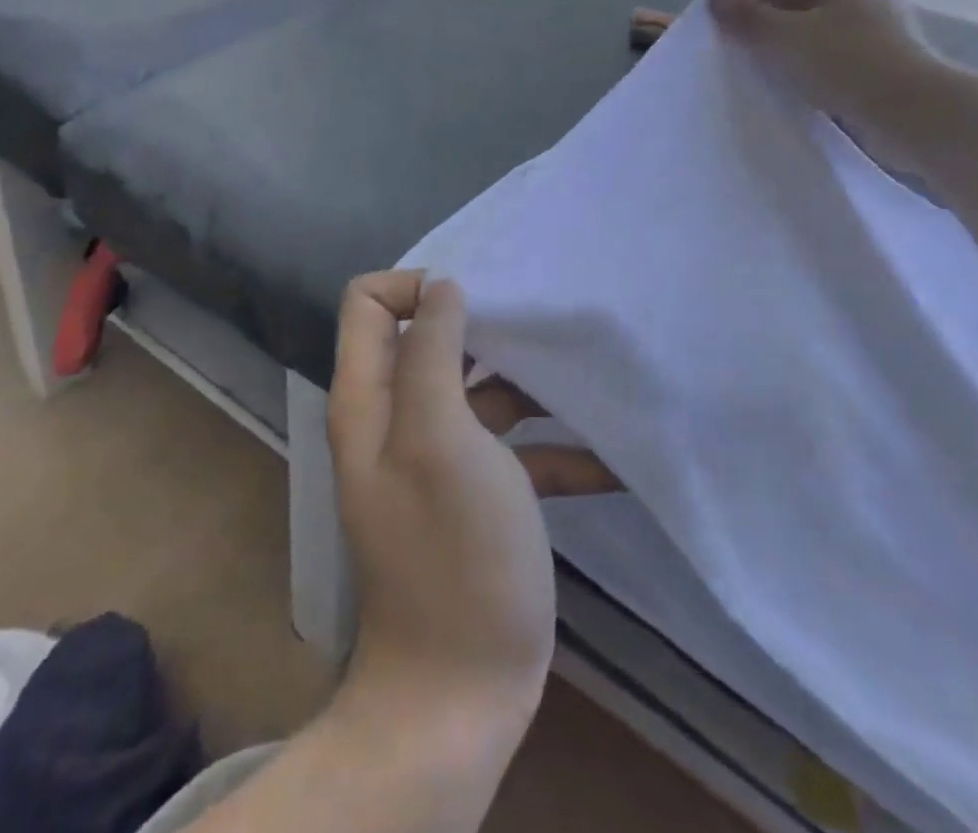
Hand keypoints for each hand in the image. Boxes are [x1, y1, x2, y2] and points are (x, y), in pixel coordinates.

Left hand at [329, 272, 558, 724]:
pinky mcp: (478, 492)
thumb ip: (431, 354)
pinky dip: (553, 446)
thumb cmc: (452, 552)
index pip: (369, 304)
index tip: (474, 299)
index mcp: (373, 398)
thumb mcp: (439, 438)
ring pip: (480, 389)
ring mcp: (439, 456)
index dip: (415, 287)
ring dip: (529, 384)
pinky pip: (514, 448)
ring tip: (586, 375)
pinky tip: (608, 458)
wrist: (463, 691)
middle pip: (431, 339)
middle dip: (484, 325)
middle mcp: (398, 418)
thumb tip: (441, 286)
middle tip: (540, 323)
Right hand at [707, 0, 948, 169]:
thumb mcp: (783, 37)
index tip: (732, 16)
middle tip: (742, 41)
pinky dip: (808, 63)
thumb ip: (745, 16)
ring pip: (819, 28)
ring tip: (762, 65)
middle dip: (768, 15)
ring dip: (787, 42)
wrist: (910, 114)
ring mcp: (878, 31)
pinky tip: (793, 84)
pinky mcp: (882, 64)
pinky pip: (833, 55)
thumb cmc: (844, 63)